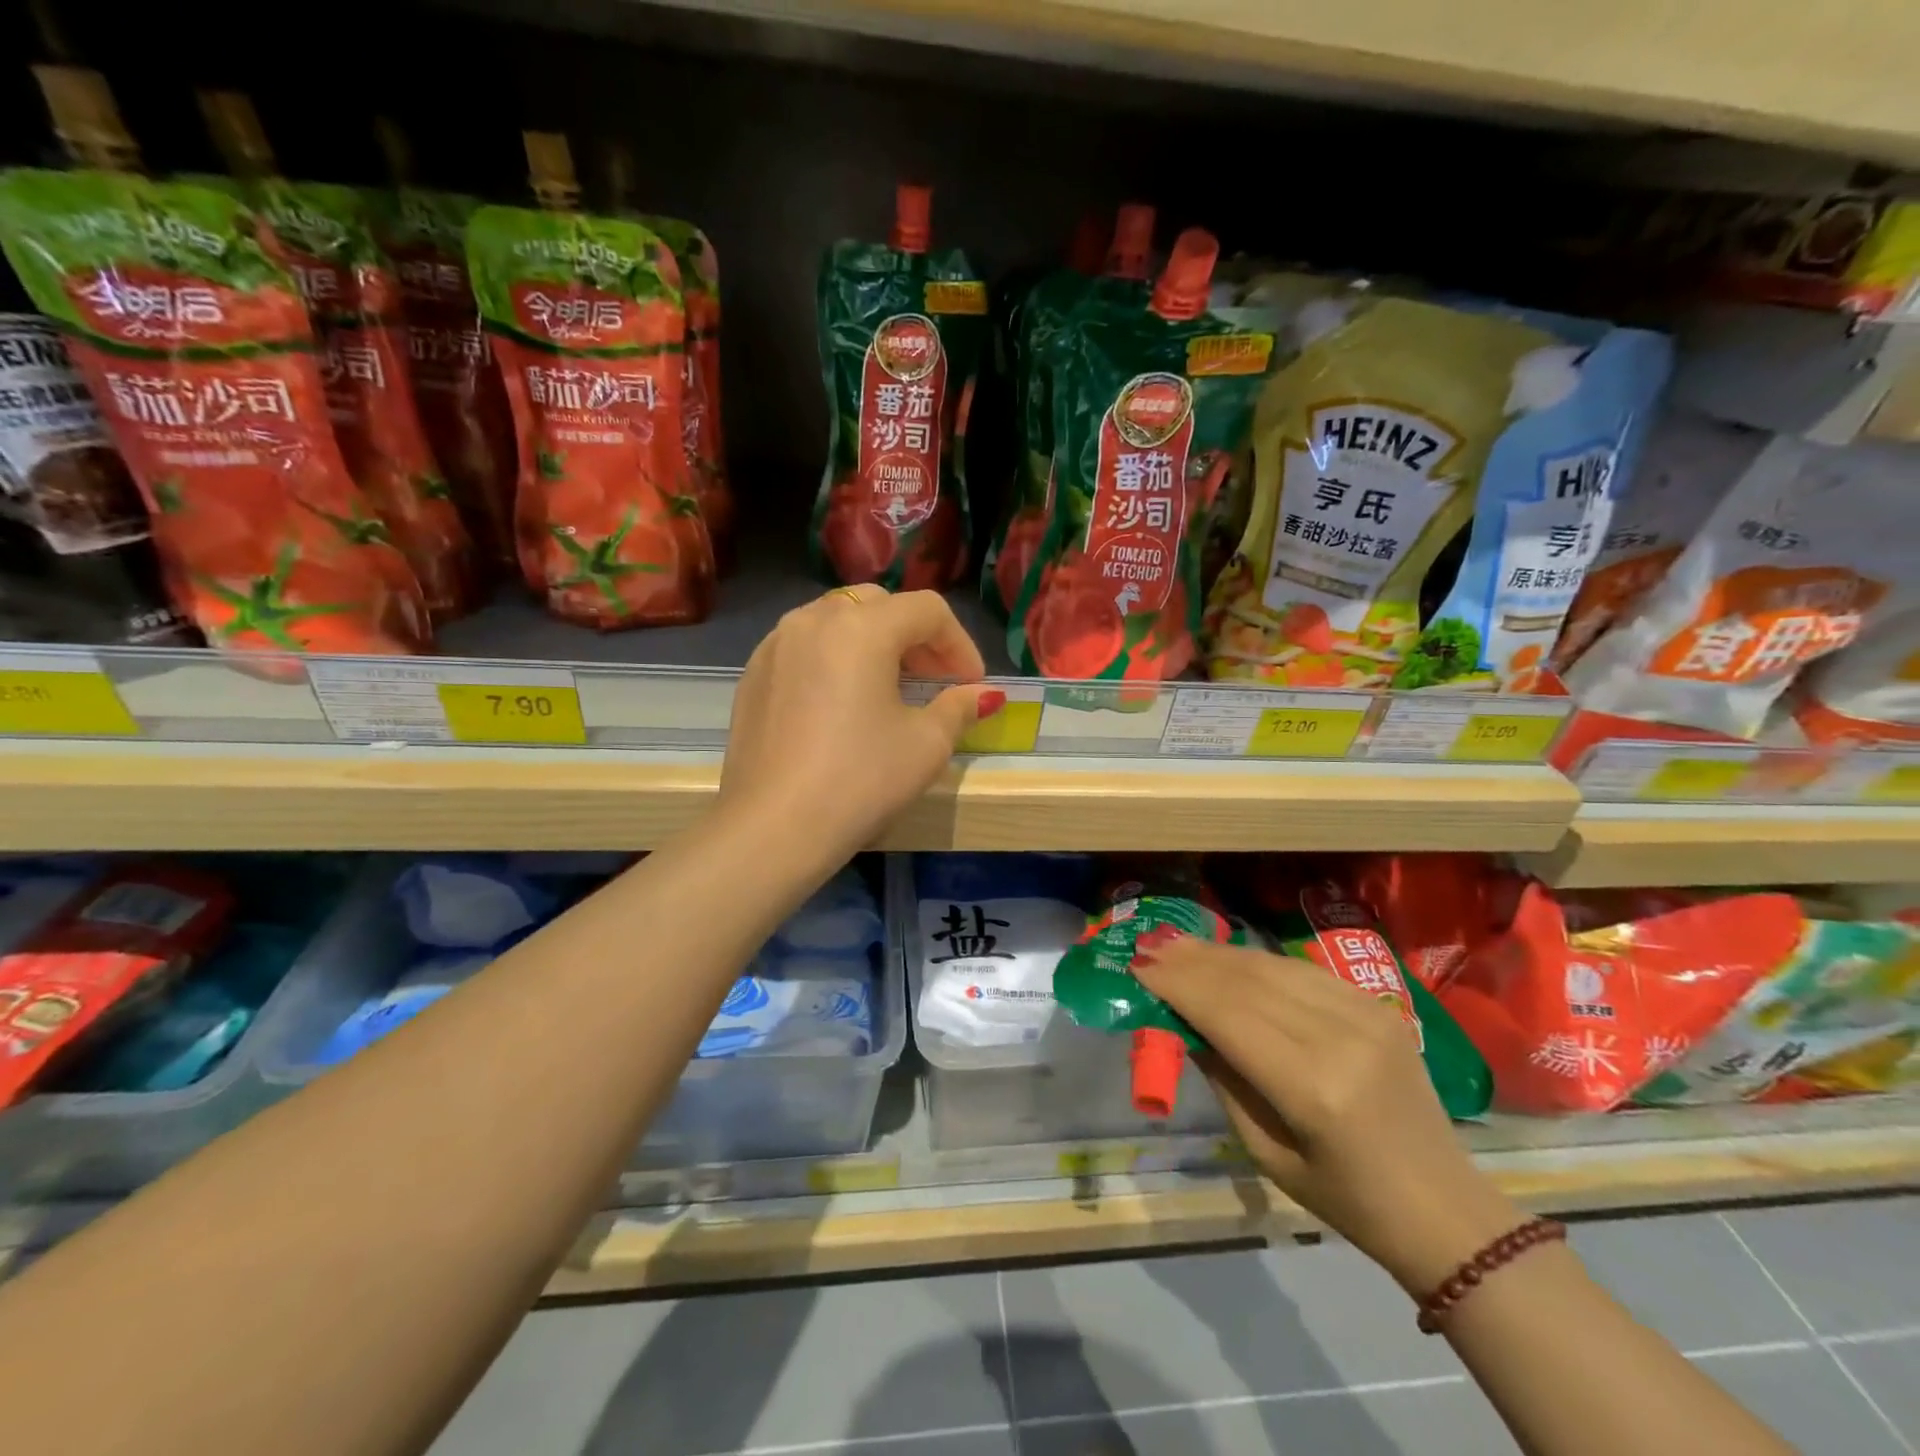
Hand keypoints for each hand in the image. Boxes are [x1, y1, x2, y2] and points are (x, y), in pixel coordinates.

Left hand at [719, 586, 999, 860]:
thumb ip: (959, 707)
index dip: (960, 643)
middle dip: (916, 638)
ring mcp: (776, 645)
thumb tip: (983, 696)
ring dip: (875, 644)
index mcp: (862, 628)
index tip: (972, 684)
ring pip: (838, 621)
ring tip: (891, 689)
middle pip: (880, 606)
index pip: (927, 610)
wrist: (773, 828)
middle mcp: (814, 619)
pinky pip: (806, 646)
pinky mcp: (753, 674)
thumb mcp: (926, 745)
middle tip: (936, 680)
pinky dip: (836, 658)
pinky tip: (844, 703)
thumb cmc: (860, 781)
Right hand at [1134, 938, 1525, 1294]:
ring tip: (1177, 945)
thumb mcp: (1266, 1151)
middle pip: (1246, 981)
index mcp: (1312, 1088)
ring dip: (1218, 953)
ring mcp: (1364, 1014)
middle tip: (1148, 945)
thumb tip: (1184, 1022)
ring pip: (1272, 966)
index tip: (1138, 964)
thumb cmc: (1344, 1198)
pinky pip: (1301, 969)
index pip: (1228, 1014)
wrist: (1442, 1206)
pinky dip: (1256, 961)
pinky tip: (1227, 958)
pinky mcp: (1377, 1004)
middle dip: (1190, 960)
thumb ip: (1223, 1078)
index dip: (1178, 984)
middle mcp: (1340, 1038)